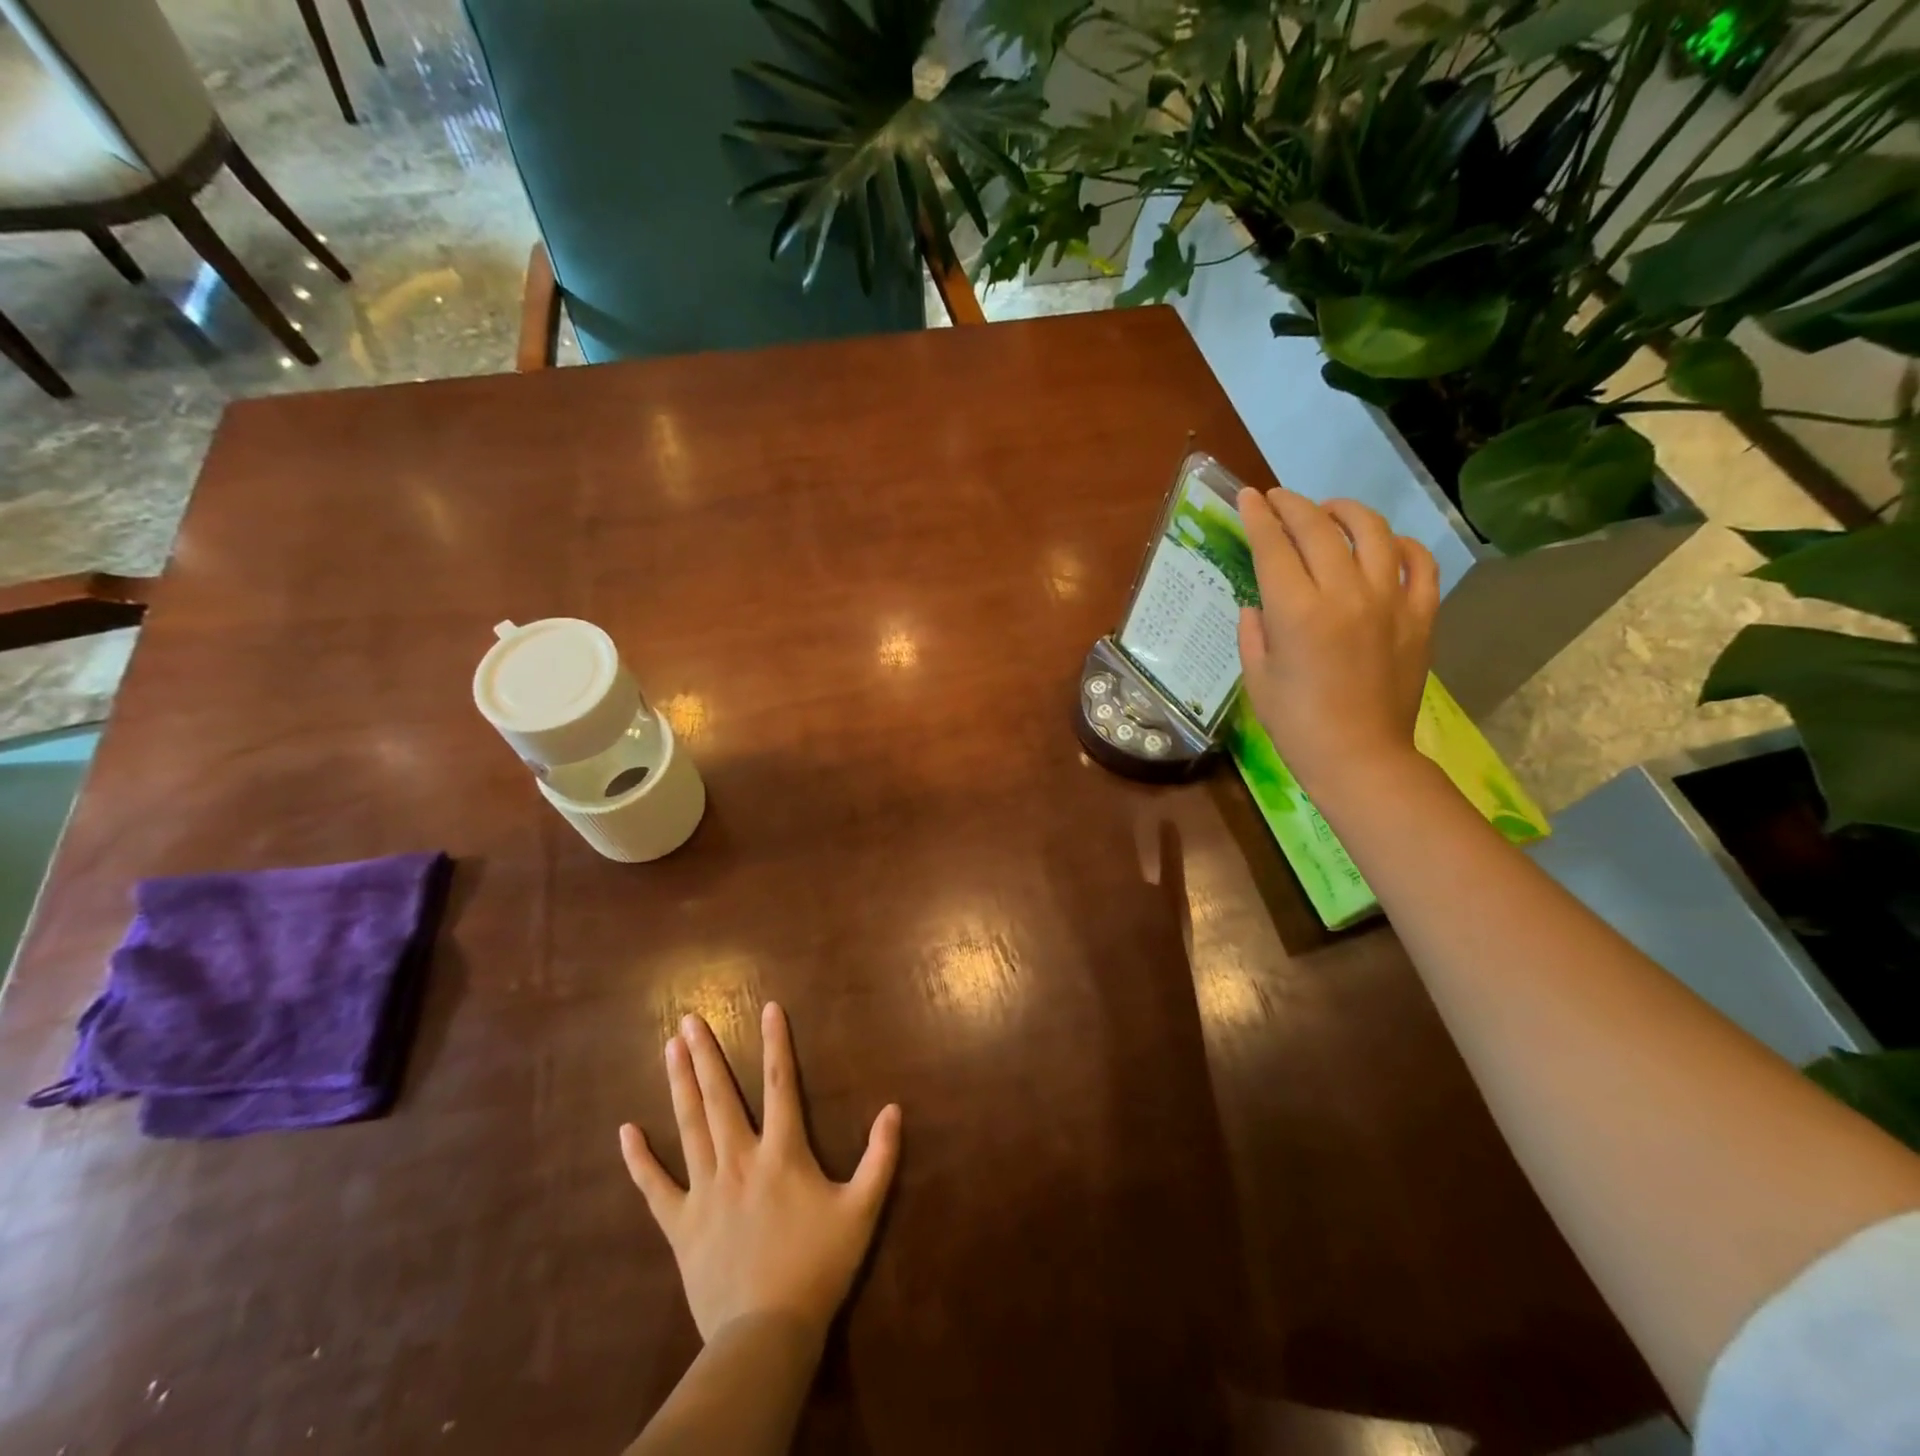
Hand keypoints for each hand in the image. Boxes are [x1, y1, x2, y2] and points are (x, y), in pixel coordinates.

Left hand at [621, 1003, 901, 1346]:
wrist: (767, 1333)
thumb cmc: (818, 1267)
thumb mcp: (862, 1210)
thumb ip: (880, 1157)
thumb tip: (894, 1109)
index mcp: (782, 1153)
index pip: (781, 1084)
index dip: (776, 1043)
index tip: (768, 1008)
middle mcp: (739, 1160)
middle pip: (721, 1096)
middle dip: (706, 1054)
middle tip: (690, 1019)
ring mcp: (705, 1191)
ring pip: (690, 1126)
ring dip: (679, 1084)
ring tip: (669, 1048)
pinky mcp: (681, 1224)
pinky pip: (655, 1187)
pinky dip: (640, 1159)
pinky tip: (626, 1131)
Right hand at [1235, 488, 1438, 798]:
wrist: (1360, 757)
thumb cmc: (1297, 724)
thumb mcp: (1258, 678)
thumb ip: (1254, 632)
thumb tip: (1258, 603)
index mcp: (1296, 612)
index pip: (1274, 547)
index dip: (1257, 517)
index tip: (1247, 497)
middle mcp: (1345, 594)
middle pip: (1319, 529)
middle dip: (1293, 506)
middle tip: (1278, 498)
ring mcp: (1389, 601)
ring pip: (1373, 532)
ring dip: (1346, 512)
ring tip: (1330, 512)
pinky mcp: (1420, 615)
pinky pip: (1418, 562)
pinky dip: (1401, 545)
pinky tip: (1384, 546)